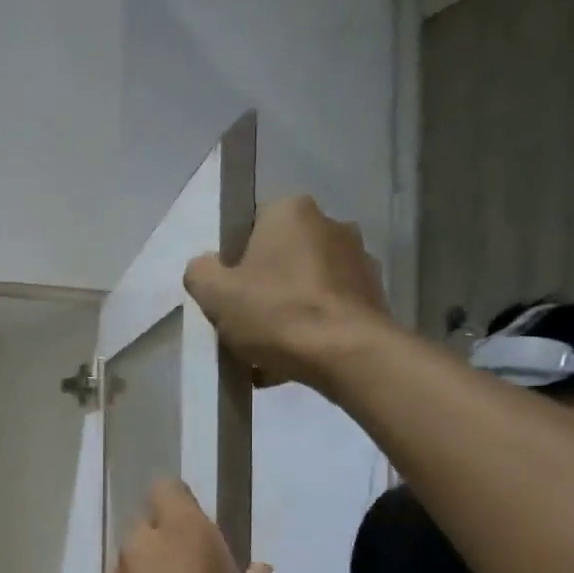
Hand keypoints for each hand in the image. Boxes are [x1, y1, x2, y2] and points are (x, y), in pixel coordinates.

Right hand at [184, 196, 388, 393]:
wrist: (347, 355)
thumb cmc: (276, 312)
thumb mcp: (215, 294)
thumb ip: (200, 272)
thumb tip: (209, 268)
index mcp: (291, 211)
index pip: (250, 226)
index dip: (232, 260)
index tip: (227, 292)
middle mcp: (331, 224)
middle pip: (279, 257)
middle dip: (261, 288)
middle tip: (243, 324)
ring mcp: (358, 260)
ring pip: (304, 286)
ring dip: (286, 312)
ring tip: (266, 353)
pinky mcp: (373, 296)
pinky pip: (328, 310)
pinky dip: (310, 329)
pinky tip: (292, 361)